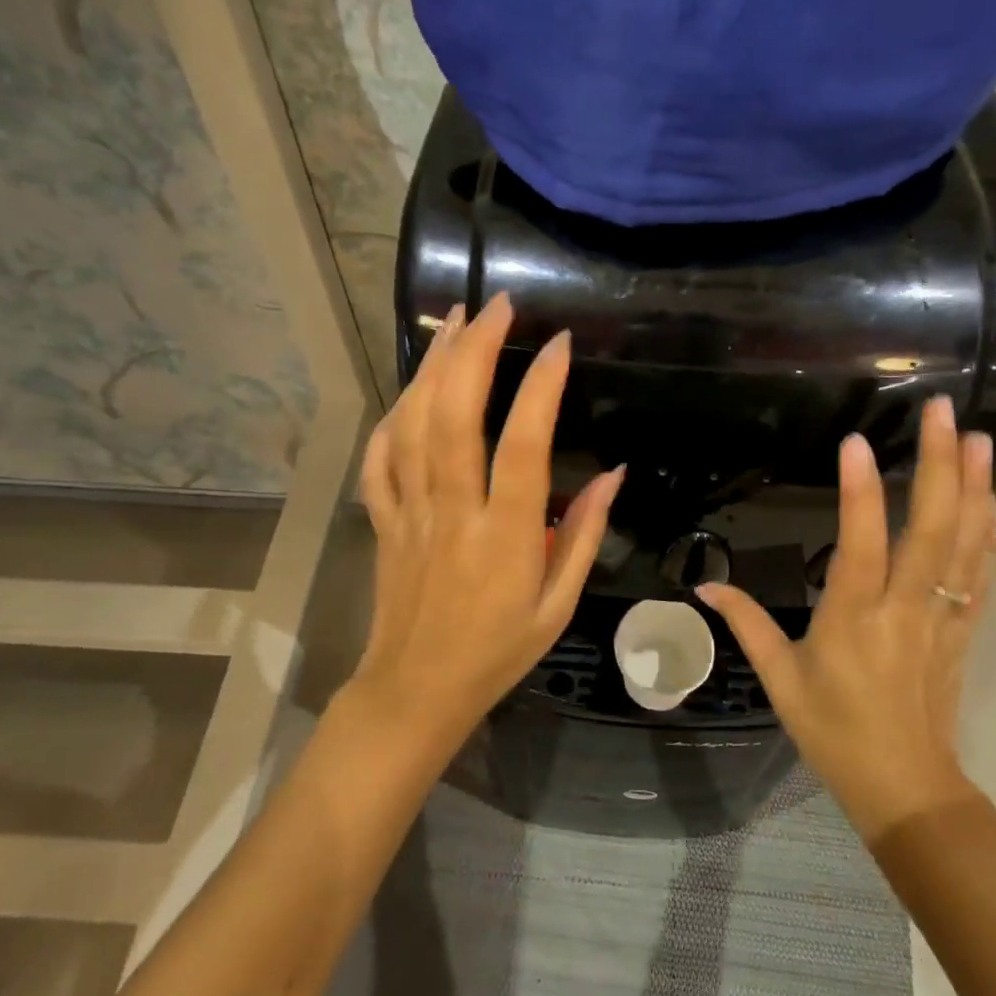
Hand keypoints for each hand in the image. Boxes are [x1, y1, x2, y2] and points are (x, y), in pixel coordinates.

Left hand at [352, 292, 624, 742]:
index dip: (541, 388)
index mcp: (504, 536)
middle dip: (474, 351)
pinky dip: (394, 415)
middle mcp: (453, 512)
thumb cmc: (498, 651)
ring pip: (413, 425)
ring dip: (433, 366)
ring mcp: (410, 512)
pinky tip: (412, 388)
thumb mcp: (558, 605)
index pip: (523, 445)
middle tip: (496, 305)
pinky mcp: (383, 519)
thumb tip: (614, 474)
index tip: (559, 343)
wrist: (416, 690)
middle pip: (455, 416)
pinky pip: (381, 458)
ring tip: (454, 320)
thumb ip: (583, 535)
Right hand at [697, 395, 993, 838]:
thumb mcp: (779, 679)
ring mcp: (941, 617)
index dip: (860, 492)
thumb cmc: (834, 732)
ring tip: (976, 438)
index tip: (856, 442)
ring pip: (967, 544)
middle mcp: (904, 609)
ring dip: (974, 488)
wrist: (906, 787)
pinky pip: (980, 573)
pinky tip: (988, 497)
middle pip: (931, 529)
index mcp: (853, 619)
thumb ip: (746, 624)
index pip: (860, 544)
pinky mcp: (962, 629)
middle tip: (941, 412)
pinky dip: (988, 530)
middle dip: (938, 466)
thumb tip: (704, 585)